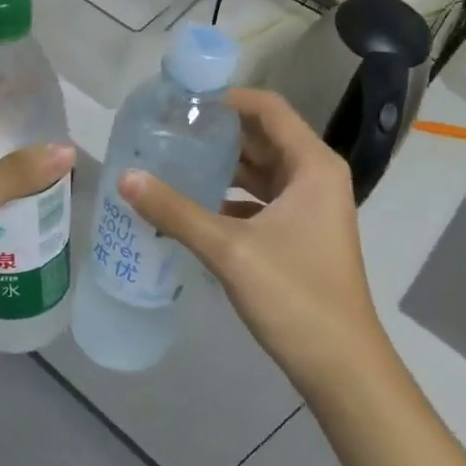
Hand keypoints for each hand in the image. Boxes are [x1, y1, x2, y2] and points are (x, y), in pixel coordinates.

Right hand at [118, 88, 387, 392]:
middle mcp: (315, 177)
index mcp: (312, 165)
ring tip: (171, 159)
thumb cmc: (294, 296)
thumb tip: (126, 177)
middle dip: (217, 131)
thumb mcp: (229, 249)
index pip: (267, 108)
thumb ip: (175, 211)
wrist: (340, 366)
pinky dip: (228, 196)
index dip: (225, 98)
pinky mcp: (299, 233)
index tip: (180, 103)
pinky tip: (191, 204)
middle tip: (165, 130)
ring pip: (259, 170)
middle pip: (262, 136)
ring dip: (220, 164)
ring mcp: (309, 206)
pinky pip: (259, 199)